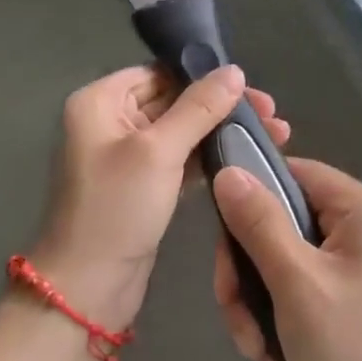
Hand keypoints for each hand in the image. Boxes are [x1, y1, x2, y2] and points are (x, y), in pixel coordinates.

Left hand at [32, 65, 289, 332]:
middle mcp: (109, 121)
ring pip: (181, 131)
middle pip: (173, 99)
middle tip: (271, 113)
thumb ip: (199, 108)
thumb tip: (234, 70)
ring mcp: (126, 156)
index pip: (159, 72)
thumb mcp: (159, 152)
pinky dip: (210, 156)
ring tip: (274, 133)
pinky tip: (247, 156)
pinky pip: (180, 159)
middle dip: (220, 105)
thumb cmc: (116, 208)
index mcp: (100, 101)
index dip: (202, 75)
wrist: (87, 289)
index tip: (249, 85)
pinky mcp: (143, 186)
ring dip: (221, 130)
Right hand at [212, 158, 361, 360]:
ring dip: (260, 306)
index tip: (221, 239)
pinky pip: (303, 292)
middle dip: (250, 273)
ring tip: (257, 352)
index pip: (294, 172)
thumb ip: (259, 223)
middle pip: (284, 222)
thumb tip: (228, 172)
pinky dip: (282, 323)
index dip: (251, 196)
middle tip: (237, 318)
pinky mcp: (355, 302)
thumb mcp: (297, 284)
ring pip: (286, 263)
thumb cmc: (355, 355)